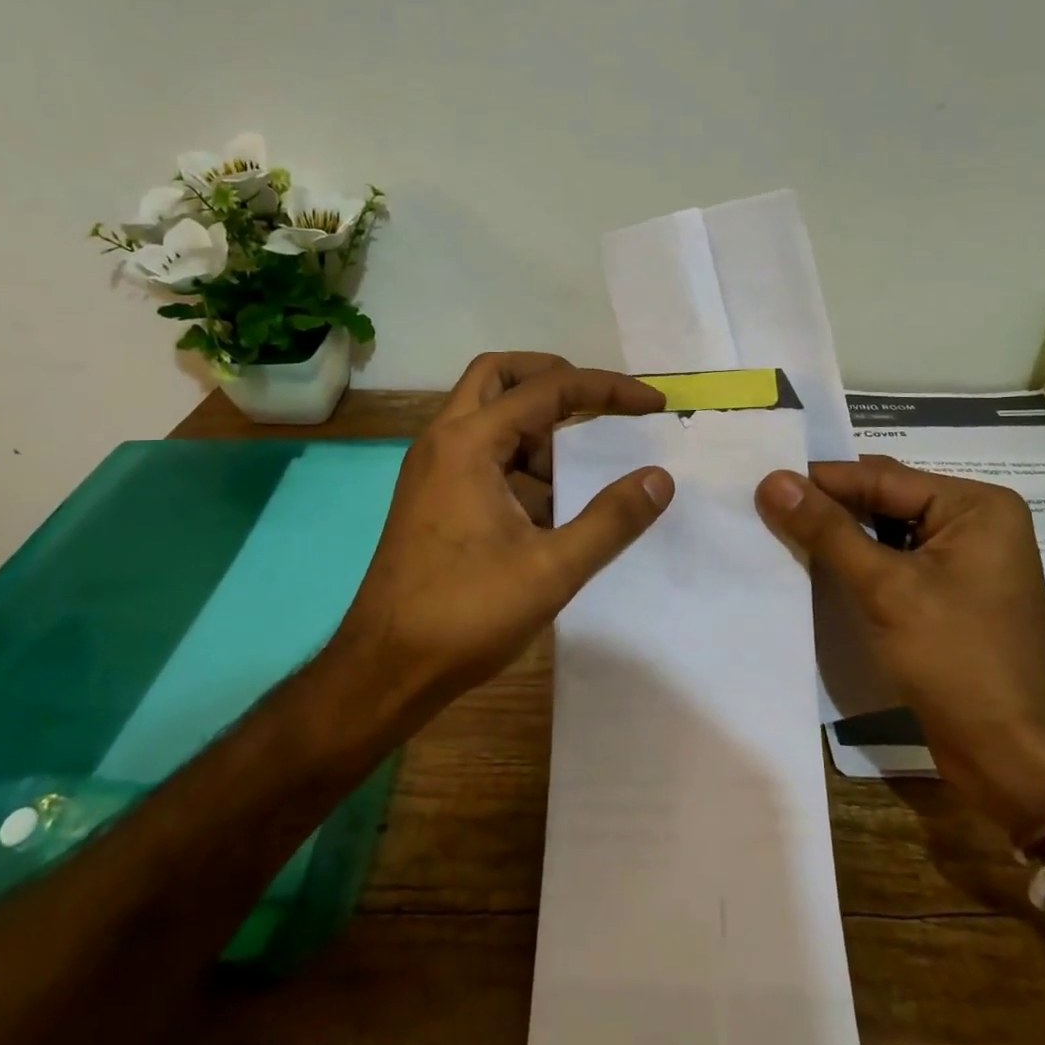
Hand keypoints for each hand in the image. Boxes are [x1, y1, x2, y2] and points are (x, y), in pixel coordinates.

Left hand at [337, 353, 674, 717]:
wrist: (385, 668)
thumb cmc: (465, 614)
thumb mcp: (551, 569)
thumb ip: (611, 520)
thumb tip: (659, 478)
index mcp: (468, 443)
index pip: (547, 389)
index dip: (607, 389)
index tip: (653, 404)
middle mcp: (443, 440)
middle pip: (499, 376)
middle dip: (554, 378)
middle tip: (598, 403)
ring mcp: (431, 468)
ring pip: (486, 414)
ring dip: (535, 425)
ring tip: (579, 467)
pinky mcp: (430, 496)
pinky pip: (479, 453)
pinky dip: (517, 458)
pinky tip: (549, 506)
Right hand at [757, 456, 1044, 839]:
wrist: (1016, 760)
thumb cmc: (959, 660)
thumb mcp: (886, 588)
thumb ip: (827, 530)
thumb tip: (771, 480)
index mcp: (974, 506)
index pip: (881, 477)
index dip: (820, 480)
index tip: (763, 481)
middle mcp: (972, 523)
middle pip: (884, 500)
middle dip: (828, 506)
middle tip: (766, 504)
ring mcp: (962, 561)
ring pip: (884, 533)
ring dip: (837, 536)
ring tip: (779, 530)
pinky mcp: (947, 596)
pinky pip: (892, 564)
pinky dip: (855, 564)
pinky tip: (814, 567)